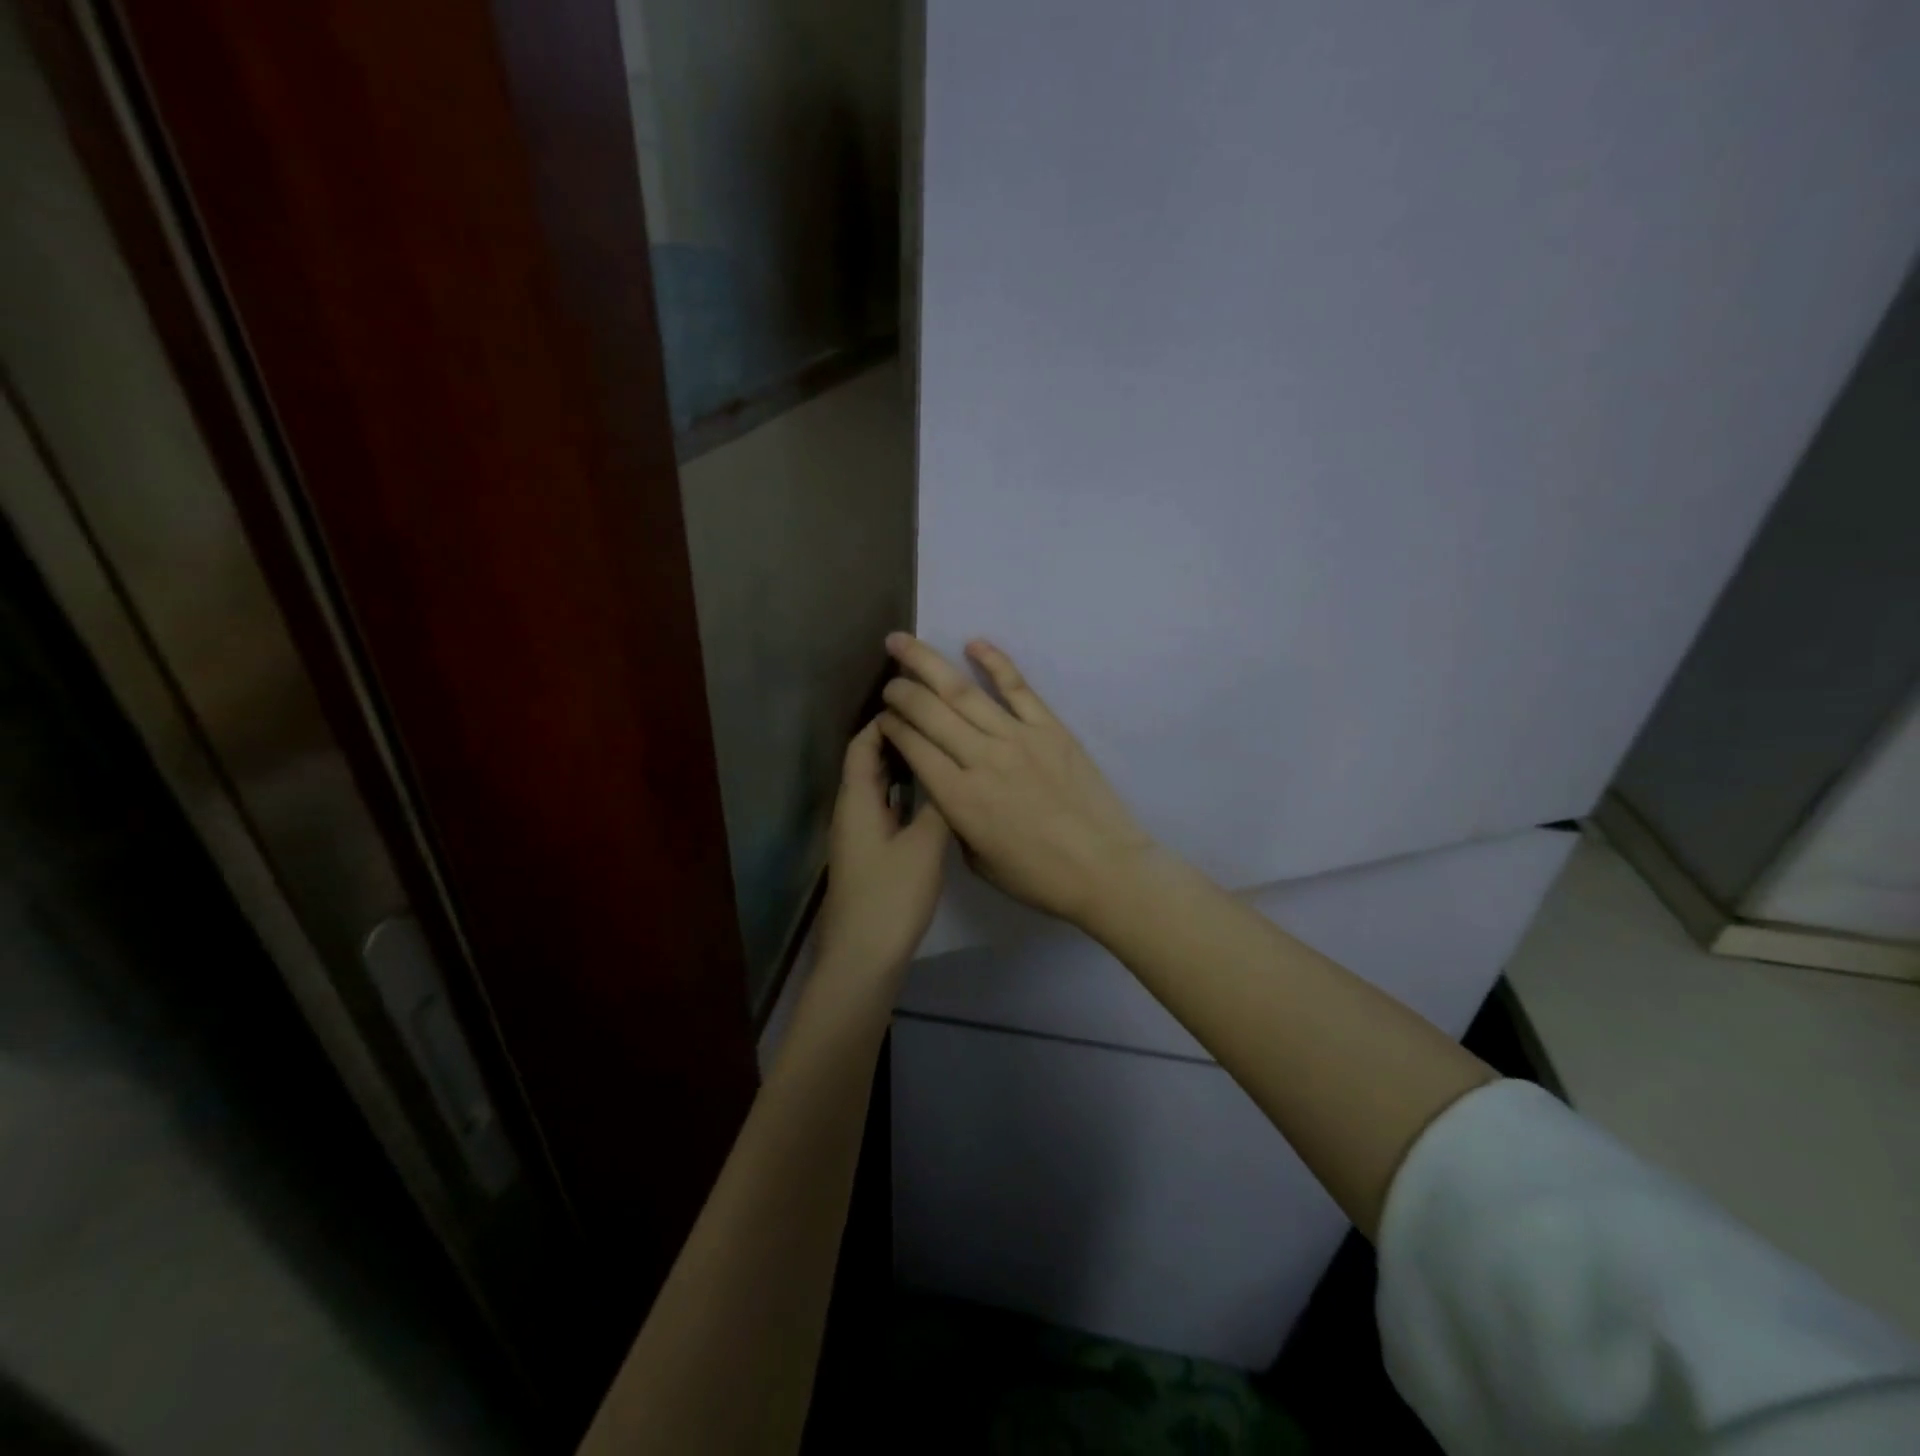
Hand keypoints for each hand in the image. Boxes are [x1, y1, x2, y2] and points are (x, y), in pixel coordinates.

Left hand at [813, 719, 950, 980]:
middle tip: (939, 724)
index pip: (863, 744)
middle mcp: (851, 811)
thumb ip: (940, 805)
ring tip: (943, 751)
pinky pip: (886, 810)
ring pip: (878, 788)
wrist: (864, 957)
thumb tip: (954, 771)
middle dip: (897, 739)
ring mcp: (859, 835)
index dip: (887, 720)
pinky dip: (905, 795)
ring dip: (903, 767)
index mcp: (857, 801)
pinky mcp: (870, 855)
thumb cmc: (891, 897)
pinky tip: (934, 798)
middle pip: (868, 763)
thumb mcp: (925, 846)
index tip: (921, 704)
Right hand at [878, 633, 1157, 929]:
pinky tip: (973, 643)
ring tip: (903, 643)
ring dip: (928, 663)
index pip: (913, 747)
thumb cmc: (1037, 876)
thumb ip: (954, 818)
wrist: (1104, 868)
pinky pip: (1017, 687)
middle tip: (888, 680)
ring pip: (963, 692)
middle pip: (929, 712)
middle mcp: (981, 759)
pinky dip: (994, 661)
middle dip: (901, 691)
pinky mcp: (1050, 728)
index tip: (883, 717)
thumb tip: (946, 787)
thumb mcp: (977, 860)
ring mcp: (1017, 738)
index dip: (892, 726)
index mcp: (958, 799)